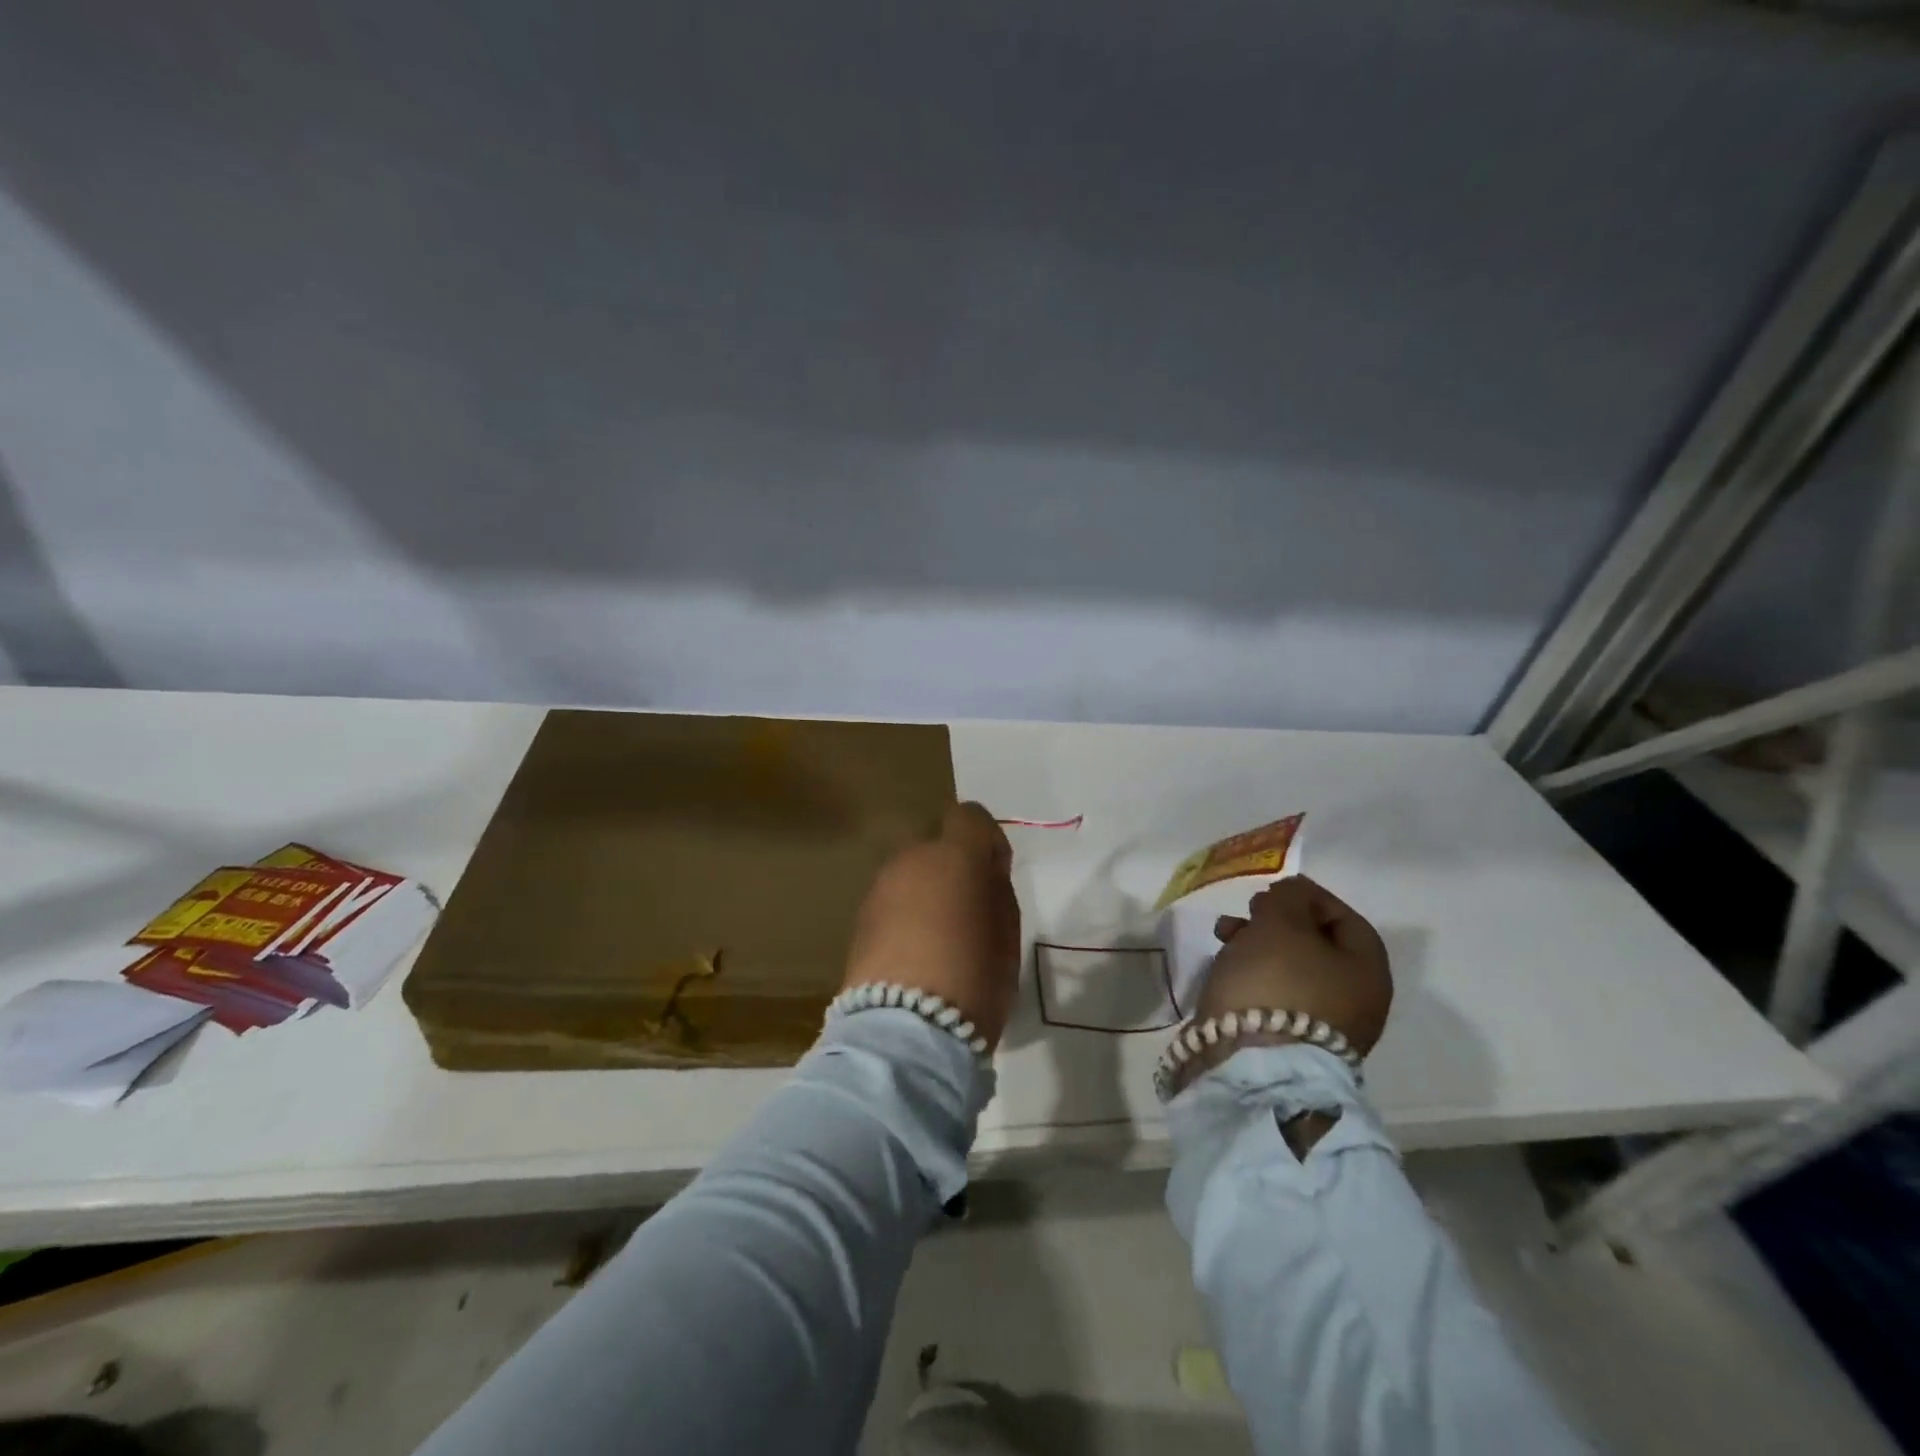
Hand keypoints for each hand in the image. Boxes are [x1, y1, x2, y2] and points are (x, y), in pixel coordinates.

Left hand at [841, 801, 1022, 1047]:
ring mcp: (879, 888)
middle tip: (968, 914)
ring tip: (939, 940)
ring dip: (926, 894)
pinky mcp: (859, 920)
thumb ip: (996, 891)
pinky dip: (905, 917)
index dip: (987, 841)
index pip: (970, 817)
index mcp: (954, 856)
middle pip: (937, 848)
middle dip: (954, 870)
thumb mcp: (1007, 933)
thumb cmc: (974, 978)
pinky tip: (914, 956)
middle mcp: (912, 860)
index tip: (996, 875)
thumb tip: (984, 875)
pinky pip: (892, 904)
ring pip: (911, 876)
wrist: (907, 1030)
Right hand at [1197, 875, 1392, 1055]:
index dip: (1309, 897)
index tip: (1272, 888)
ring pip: (1291, 969)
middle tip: (1247, 911)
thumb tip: (1292, 895)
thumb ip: (1289, 898)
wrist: (1252, 1063)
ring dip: (1258, 944)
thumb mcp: (1282, 922)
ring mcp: (1323, 1028)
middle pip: (1316, 945)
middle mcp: (1356, 1002)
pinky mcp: (1289, 1043)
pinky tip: (1227, 968)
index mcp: (1368, 971)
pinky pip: (1274, 995)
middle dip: (1277, 921)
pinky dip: (1253, 975)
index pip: (1346, 919)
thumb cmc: (1277, 981)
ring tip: (1224, 935)